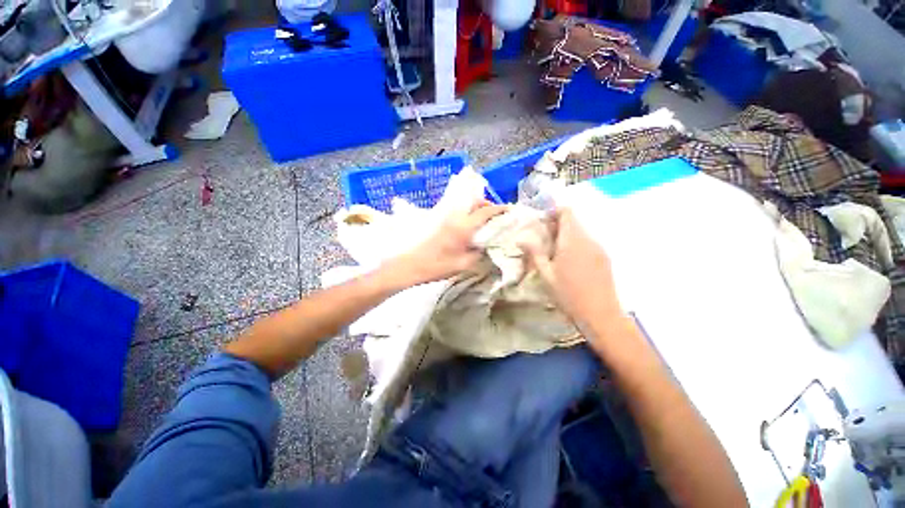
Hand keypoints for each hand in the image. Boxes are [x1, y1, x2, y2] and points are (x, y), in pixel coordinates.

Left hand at [388, 201, 507, 284]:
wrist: (409, 265)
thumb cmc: (437, 266)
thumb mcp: (463, 264)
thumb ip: (479, 253)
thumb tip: (488, 245)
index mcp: (464, 226)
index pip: (486, 212)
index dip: (499, 209)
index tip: (510, 210)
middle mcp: (455, 216)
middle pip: (475, 202)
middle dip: (488, 205)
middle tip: (496, 216)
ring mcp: (445, 215)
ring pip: (465, 204)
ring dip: (477, 207)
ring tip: (484, 219)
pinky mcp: (437, 218)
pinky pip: (457, 210)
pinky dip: (466, 212)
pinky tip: (468, 224)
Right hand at [521, 208, 625, 333]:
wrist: (600, 315)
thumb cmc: (568, 294)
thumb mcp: (546, 275)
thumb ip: (535, 253)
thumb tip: (522, 239)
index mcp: (572, 240)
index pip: (567, 212)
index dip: (554, 211)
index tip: (542, 222)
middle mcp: (588, 239)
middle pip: (573, 221)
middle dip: (557, 225)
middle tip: (544, 240)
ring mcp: (599, 248)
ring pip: (581, 232)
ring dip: (567, 236)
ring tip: (555, 253)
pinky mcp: (605, 258)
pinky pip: (588, 243)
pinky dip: (576, 244)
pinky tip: (570, 262)